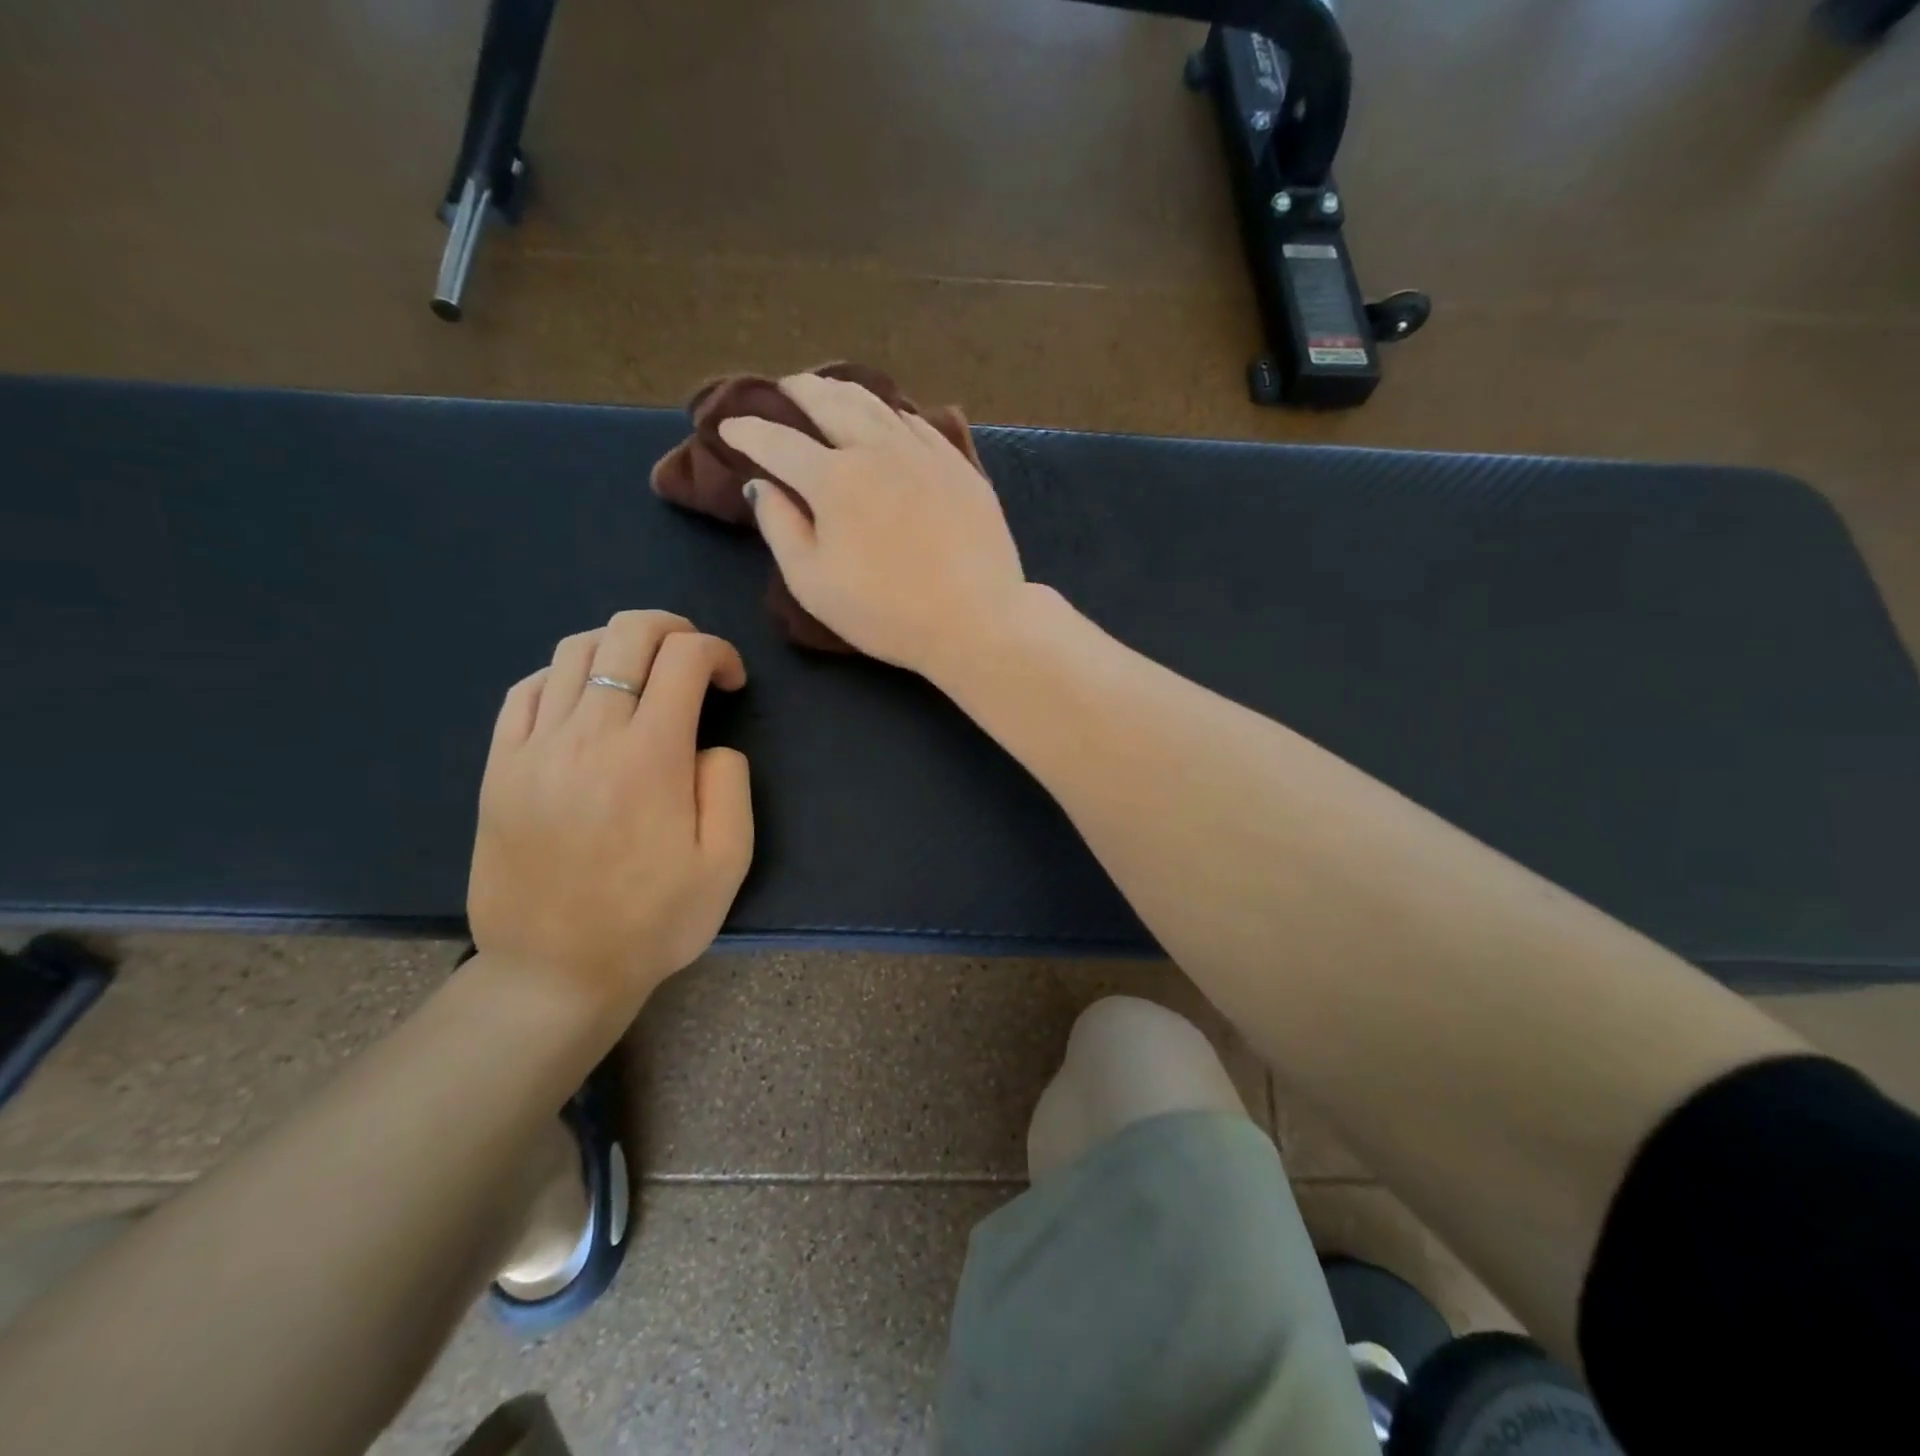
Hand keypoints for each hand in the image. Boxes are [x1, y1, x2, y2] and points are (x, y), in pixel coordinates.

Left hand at [467, 610, 751, 1009]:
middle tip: (693, 657)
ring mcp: (534, 748)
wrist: (554, 974)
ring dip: (620, 646)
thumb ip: (731, 786)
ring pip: (575, 652)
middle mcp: (589, 736)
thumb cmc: (653, 922)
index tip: (731, 682)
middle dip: (672, 628)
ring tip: (643, 675)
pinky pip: (527, 689)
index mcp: (651, 757)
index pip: (685, 658)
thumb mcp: (727, 863)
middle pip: (626, 634)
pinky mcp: (499, 767)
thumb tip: (708, 744)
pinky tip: (586, 701)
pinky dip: (565, 675)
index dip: (718, 652)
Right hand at [717, 373, 1031, 676]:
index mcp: (833, 479)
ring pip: (877, 404)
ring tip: (829, 390)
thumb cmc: (887, 613)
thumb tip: (762, 485)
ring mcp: (924, 453)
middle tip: (784, 388)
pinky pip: (918, 424)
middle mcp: (877, 450)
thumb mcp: (814, 584)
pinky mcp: (959, 466)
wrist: (976, 620)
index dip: (748, 431)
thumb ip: (780, 528)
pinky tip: (890, 418)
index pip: (777, 442)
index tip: (730, 427)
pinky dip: (892, 413)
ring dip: (844, 391)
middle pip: (830, 402)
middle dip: (799, 390)